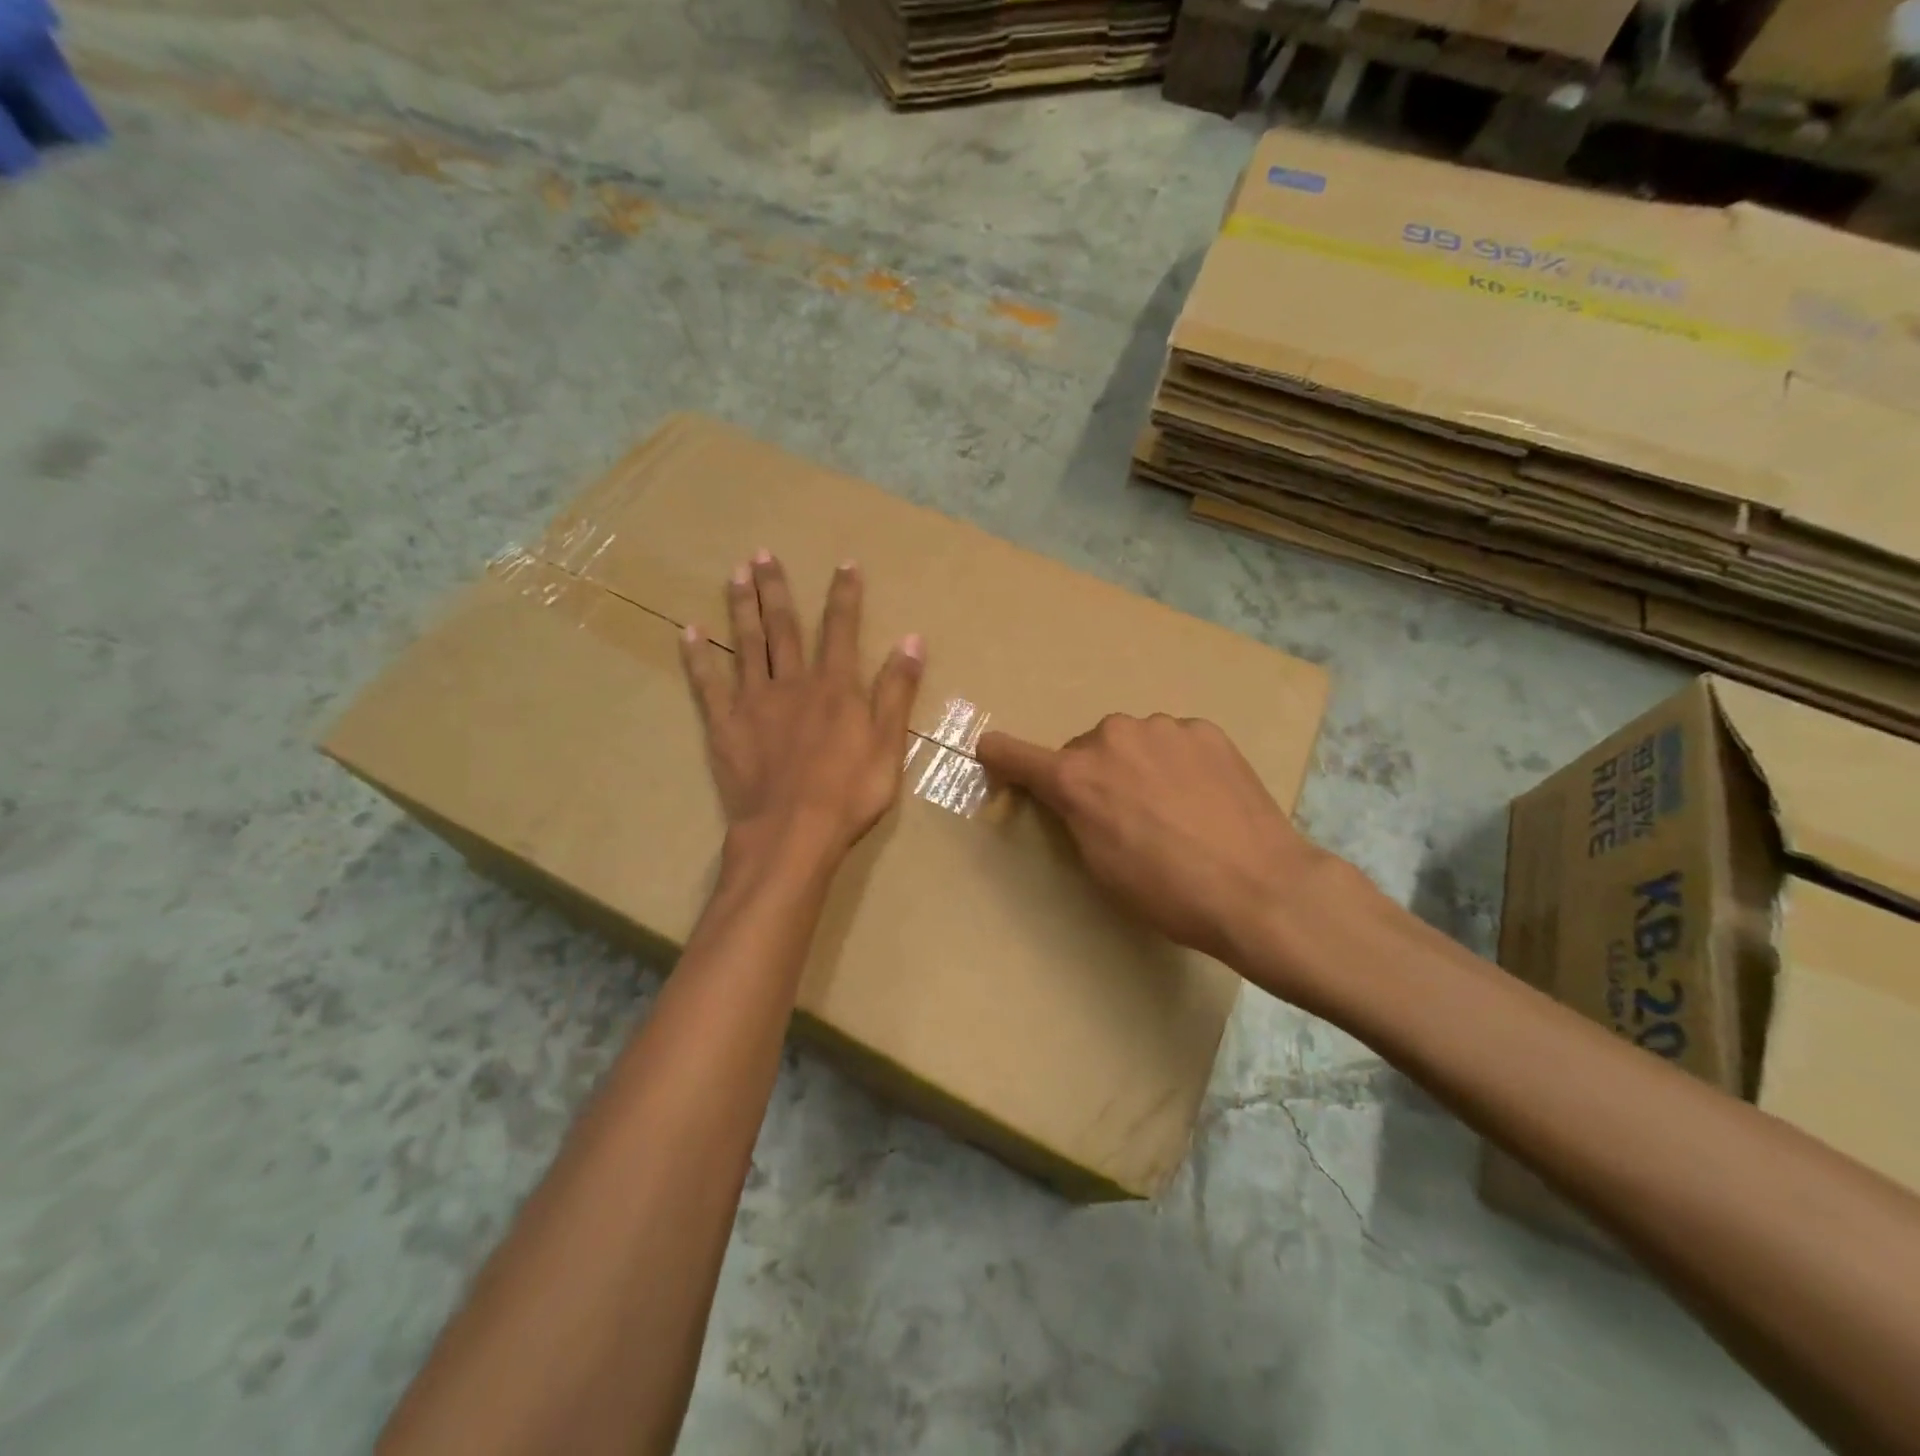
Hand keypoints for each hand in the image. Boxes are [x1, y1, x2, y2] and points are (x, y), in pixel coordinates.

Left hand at [680, 552, 923, 871]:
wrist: (793, 833)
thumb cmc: (850, 793)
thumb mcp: (889, 744)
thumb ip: (897, 691)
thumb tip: (912, 640)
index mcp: (835, 687)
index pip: (841, 630)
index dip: (844, 595)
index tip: (844, 564)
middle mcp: (792, 683)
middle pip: (784, 627)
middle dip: (777, 589)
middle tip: (763, 554)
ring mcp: (754, 702)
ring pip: (746, 644)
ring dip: (741, 607)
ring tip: (735, 574)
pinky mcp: (724, 726)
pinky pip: (707, 684)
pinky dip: (698, 657)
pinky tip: (688, 632)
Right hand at [976, 715, 1347, 977]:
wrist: (1258, 887)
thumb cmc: (1166, 891)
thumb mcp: (1100, 864)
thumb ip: (1075, 816)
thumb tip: (1075, 795)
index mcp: (1076, 777)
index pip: (1017, 755)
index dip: (1000, 755)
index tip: (989, 750)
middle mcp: (1111, 738)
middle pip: (1086, 751)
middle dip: (1095, 775)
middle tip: (1123, 815)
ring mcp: (1161, 728)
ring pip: (1132, 742)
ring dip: (1137, 765)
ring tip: (1172, 808)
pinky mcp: (1203, 730)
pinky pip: (1172, 742)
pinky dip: (1176, 762)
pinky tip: (1202, 796)